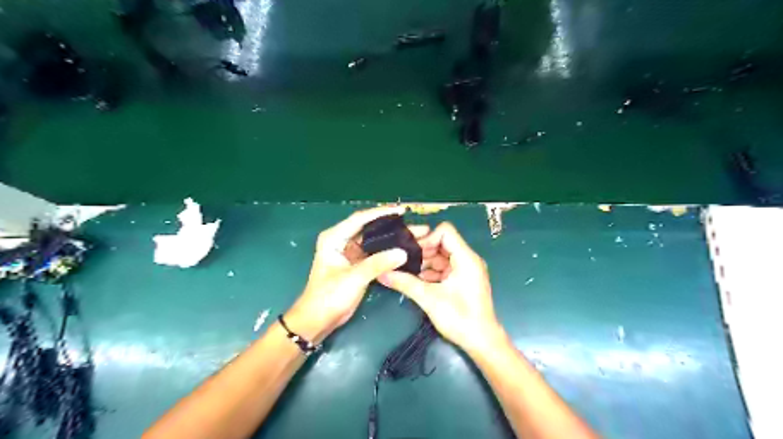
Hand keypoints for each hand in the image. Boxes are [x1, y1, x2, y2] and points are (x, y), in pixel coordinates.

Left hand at [286, 208, 427, 344]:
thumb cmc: (328, 297)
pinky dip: (388, 251)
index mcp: (334, 237)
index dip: (381, 213)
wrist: (318, 320)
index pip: (360, 219)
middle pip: (369, 227)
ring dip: (391, 238)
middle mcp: (341, 240)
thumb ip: (377, 264)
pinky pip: (375, 252)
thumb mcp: (353, 278)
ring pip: (374, 240)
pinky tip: (403, 249)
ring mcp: (349, 252)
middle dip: (391, 225)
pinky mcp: (356, 264)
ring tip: (413, 235)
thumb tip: (403, 253)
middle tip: (413, 224)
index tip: (401, 211)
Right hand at [381, 224, 504, 353]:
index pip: (445, 232)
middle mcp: (468, 260)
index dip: (427, 238)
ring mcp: (466, 270)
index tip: (411, 252)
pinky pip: (443, 269)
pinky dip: (430, 272)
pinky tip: (415, 281)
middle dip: (422, 251)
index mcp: (466, 258)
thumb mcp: (429, 299)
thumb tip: (381, 273)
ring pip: (441, 257)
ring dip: (424, 263)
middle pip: (442, 243)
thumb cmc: (460, 318)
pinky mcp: (462, 280)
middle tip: (403, 261)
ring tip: (405, 271)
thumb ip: (405, 283)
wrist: (481, 342)